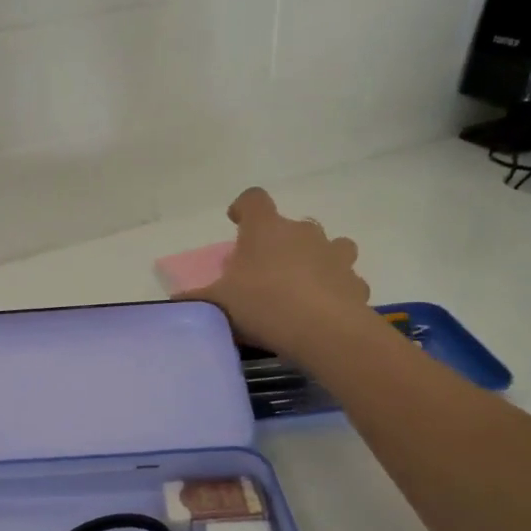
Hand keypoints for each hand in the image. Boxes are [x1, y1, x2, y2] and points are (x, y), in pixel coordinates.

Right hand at [181, 188, 371, 357]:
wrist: (323, 331)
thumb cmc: (263, 304)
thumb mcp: (218, 304)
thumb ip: (197, 299)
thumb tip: (175, 300)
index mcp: (266, 228)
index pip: (254, 199)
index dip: (244, 207)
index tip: (237, 221)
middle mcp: (303, 232)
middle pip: (291, 226)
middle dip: (279, 243)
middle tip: (264, 271)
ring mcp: (334, 254)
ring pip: (329, 246)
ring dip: (316, 260)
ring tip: (301, 286)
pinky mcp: (355, 282)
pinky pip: (344, 279)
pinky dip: (335, 289)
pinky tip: (323, 310)